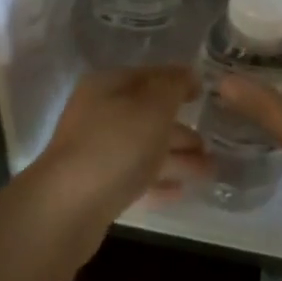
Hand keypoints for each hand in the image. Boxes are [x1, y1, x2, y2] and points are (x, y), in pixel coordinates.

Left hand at [25, 66, 208, 259]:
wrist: (69, 206)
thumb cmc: (116, 145)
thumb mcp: (152, 106)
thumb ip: (173, 86)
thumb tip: (188, 74)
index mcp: (107, 86)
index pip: (148, 76)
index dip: (177, 81)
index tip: (205, 94)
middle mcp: (99, 114)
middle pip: (147, 115)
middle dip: (180, 128)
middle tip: (212, 142)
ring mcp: (96, 151)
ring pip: (143, 148)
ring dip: (176, 158)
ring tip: (210, 171)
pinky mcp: (97, 186)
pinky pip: (135, 177)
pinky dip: (158, 181)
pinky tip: (180, 191)